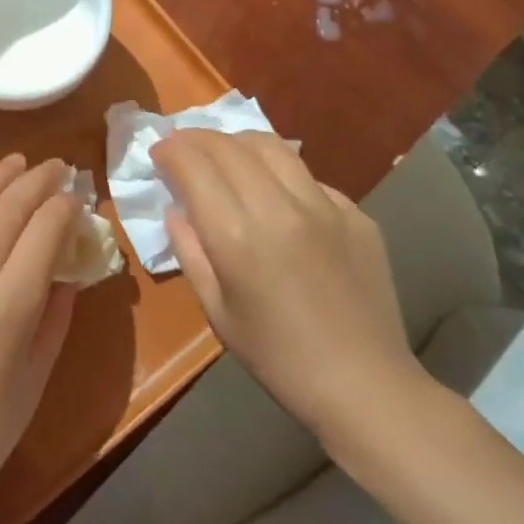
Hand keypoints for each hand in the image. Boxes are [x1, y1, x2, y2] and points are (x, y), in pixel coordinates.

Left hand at [0, 155, 78, 523]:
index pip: (44, 229)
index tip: (77, 196)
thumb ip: (56, 315)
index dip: (64, 206)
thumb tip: (67, 270)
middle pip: (8, 207)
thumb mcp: (37, 376)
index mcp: (8, 304)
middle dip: (36, 180)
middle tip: (56, 166)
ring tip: (17, 163)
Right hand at [154, 130, 422, 445]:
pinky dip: (280, 174)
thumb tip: (176, 210)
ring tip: (226, 155)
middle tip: (182, 147)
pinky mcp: (355, 214)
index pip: (193, 165)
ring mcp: (324, 206)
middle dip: (196, 138)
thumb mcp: (216, 310)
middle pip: (228, 145)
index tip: (158, 152)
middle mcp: (279, 208)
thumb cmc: (278, 357)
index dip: (170, 150)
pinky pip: (308, 177)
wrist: (366, 385)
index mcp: (237, 236)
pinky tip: (277, 196)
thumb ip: (190, 251)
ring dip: (237, 142)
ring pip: (271, 146)